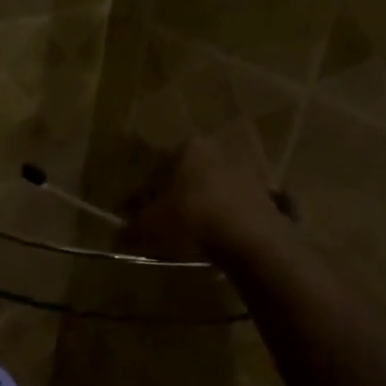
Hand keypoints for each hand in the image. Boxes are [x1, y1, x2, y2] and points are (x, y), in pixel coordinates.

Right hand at [127, 128, 292, 263]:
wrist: (250, 238)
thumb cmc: (192, 220)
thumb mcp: (152, 226)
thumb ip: (132, 228)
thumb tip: (117, 235)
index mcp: (188, 147)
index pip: (157, 171)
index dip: (142, 196)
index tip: (134, 216)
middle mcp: (219, 147)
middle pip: (188, 173)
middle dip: (174, 194)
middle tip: (164, 220)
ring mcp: (248, 165)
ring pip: (213, 184)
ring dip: (202, 201)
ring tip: (191, 227)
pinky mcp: (268, 187)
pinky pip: (235, 198)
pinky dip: (224, 211)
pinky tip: (217, 231)